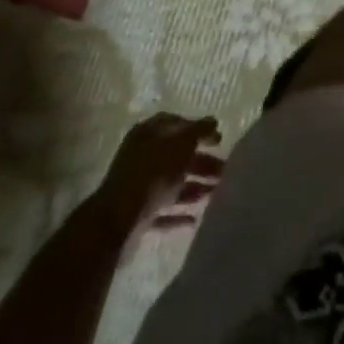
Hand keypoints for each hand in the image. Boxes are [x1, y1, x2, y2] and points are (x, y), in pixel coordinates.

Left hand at [96, 112, 223, 236]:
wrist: (118, 221)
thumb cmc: (153, 173)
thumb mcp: (182, 144)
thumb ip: (199, 130)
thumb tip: (213, 122)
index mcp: (148, 133)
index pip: (176, 124)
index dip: (198, 129)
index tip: (218, 139)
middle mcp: (142, 156)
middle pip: (176, 155)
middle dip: (201, 162)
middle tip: (224, 169)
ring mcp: (138, 187)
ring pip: (172, 183)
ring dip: (194, 186)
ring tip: (217, 192)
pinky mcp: (138, 215)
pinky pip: (163, 210)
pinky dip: (179, 212)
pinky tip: (196, 218)